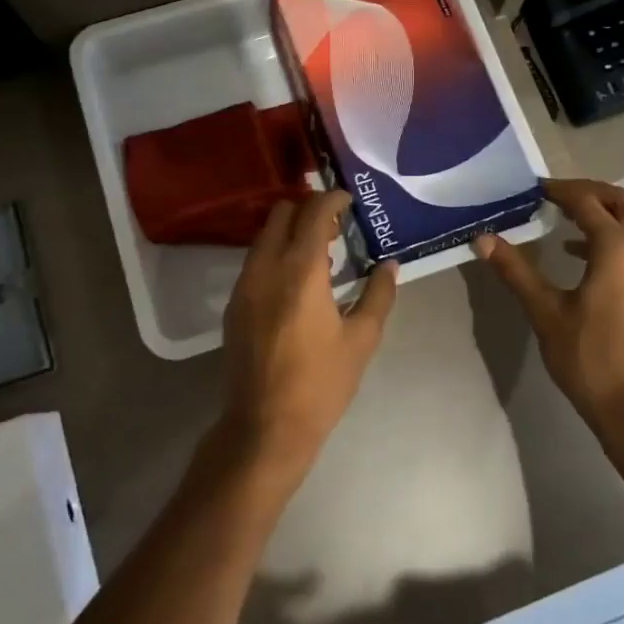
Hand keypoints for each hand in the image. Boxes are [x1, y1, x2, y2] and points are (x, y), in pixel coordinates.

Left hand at [218, 191, 397, 489]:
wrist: (265, 425)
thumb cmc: (321, 383)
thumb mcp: (361, 339)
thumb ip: (378, 295)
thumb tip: (390, 265)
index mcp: (301, 270)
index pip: (314, 212)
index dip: (333, 198)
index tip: (349, 202)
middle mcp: (266, 267)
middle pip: (281, 213)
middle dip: (309, 210)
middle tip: (336, 229)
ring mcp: (244, 285)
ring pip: (264, 236)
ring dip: (290, 232)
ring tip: (319, 257)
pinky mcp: (234, 304)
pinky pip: (255, 261)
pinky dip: (275, 254)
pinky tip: (296, 284)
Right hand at [472, 178, 623, 444]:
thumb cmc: (588, 358)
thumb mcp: (545, 312)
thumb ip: (515, 270)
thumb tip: (483, 239)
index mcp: (618, 250)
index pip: (588, 203)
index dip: (559, 192)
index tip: (533, 189)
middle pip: (623, 201)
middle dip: (591, 192)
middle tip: (556, 195)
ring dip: (604, 213)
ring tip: (564, 217)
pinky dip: (614, 236)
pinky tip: (579, 255)